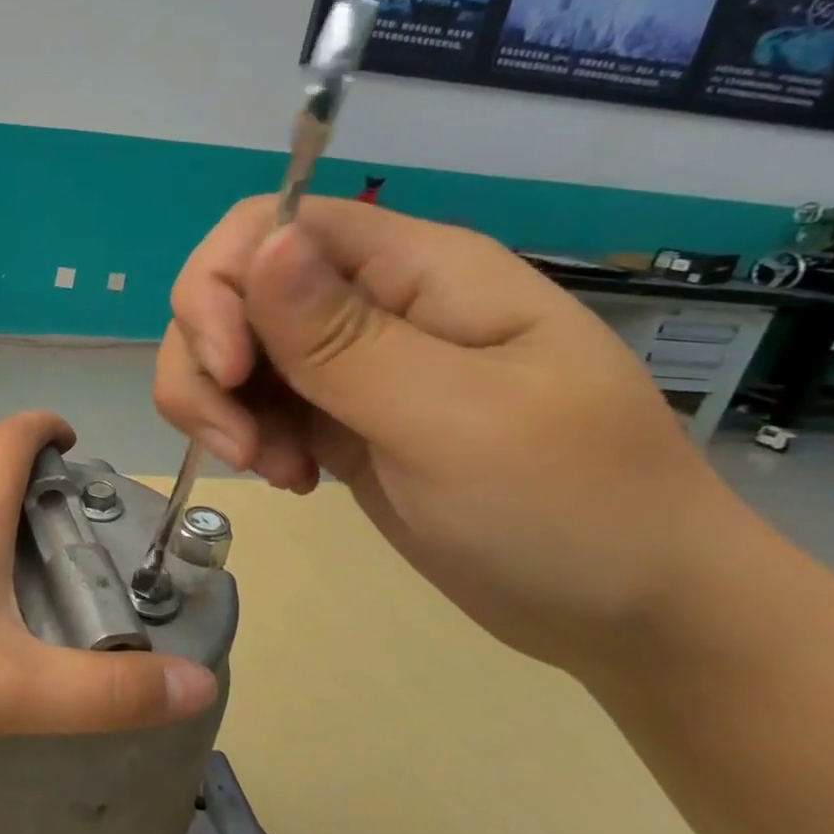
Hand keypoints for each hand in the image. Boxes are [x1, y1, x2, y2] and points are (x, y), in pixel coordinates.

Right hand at [154, 196, 741, 678]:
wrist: (625, 608)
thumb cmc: (570, 508)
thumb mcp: (455, 420)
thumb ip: (344, 337)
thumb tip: (262, 242)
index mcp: (414, 270)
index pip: (271, 225)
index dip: (222, 286)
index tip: (229, 372)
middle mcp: (369, 303)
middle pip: (230, 292)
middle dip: (207, 365)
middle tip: (242, 447)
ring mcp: (346, 363)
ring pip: (227, 351)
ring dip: (219, 409)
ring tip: (274, 469)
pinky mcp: (331, 416)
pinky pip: (250, 403)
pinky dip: (244, 438)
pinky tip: (291, 479)